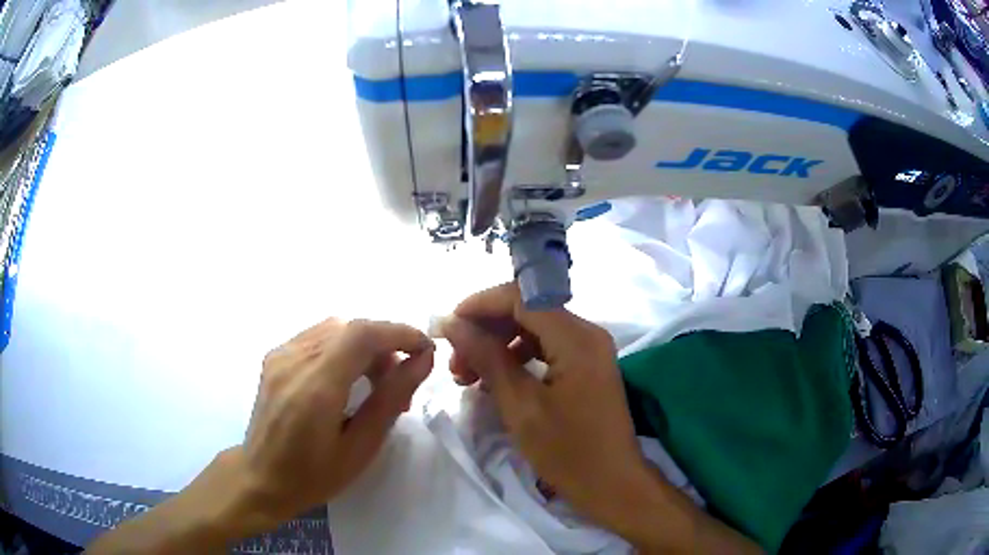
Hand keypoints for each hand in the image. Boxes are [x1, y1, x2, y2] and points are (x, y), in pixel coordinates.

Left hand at [242, 318, 434, 524]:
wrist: (261, 478)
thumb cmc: (314, 476)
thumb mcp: (360, 447)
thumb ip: (390, 399)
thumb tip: (422, 361)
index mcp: (316, 387)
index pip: (362, 334)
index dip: (400, 333)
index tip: (425, 350)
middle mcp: (294, 360)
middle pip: (350, 327)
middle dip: (385, 345)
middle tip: (400, 382)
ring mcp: (280, 354)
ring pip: (335, 329)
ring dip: (364, 347)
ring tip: (374, 384)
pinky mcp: (275, 357)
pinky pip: (317, 337)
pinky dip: (342, 348)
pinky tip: (345, 378)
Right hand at [441, 283, 652, 534]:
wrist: (612, 484)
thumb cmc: (568, 451)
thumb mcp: (520, 406)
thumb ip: (487, 358)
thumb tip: (452, 323)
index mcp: (577, 338)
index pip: (522, 297)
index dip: (480, 304)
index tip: (448, 326)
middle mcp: (587, 333)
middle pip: (528, 310)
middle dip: (486, 328)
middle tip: (455, 360)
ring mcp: (590, 349)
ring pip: (534, 329)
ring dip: (498, 344)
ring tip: (468, 375)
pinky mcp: (588, 366)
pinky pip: (546, 348)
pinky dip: (517, 358)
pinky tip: (496, 381)